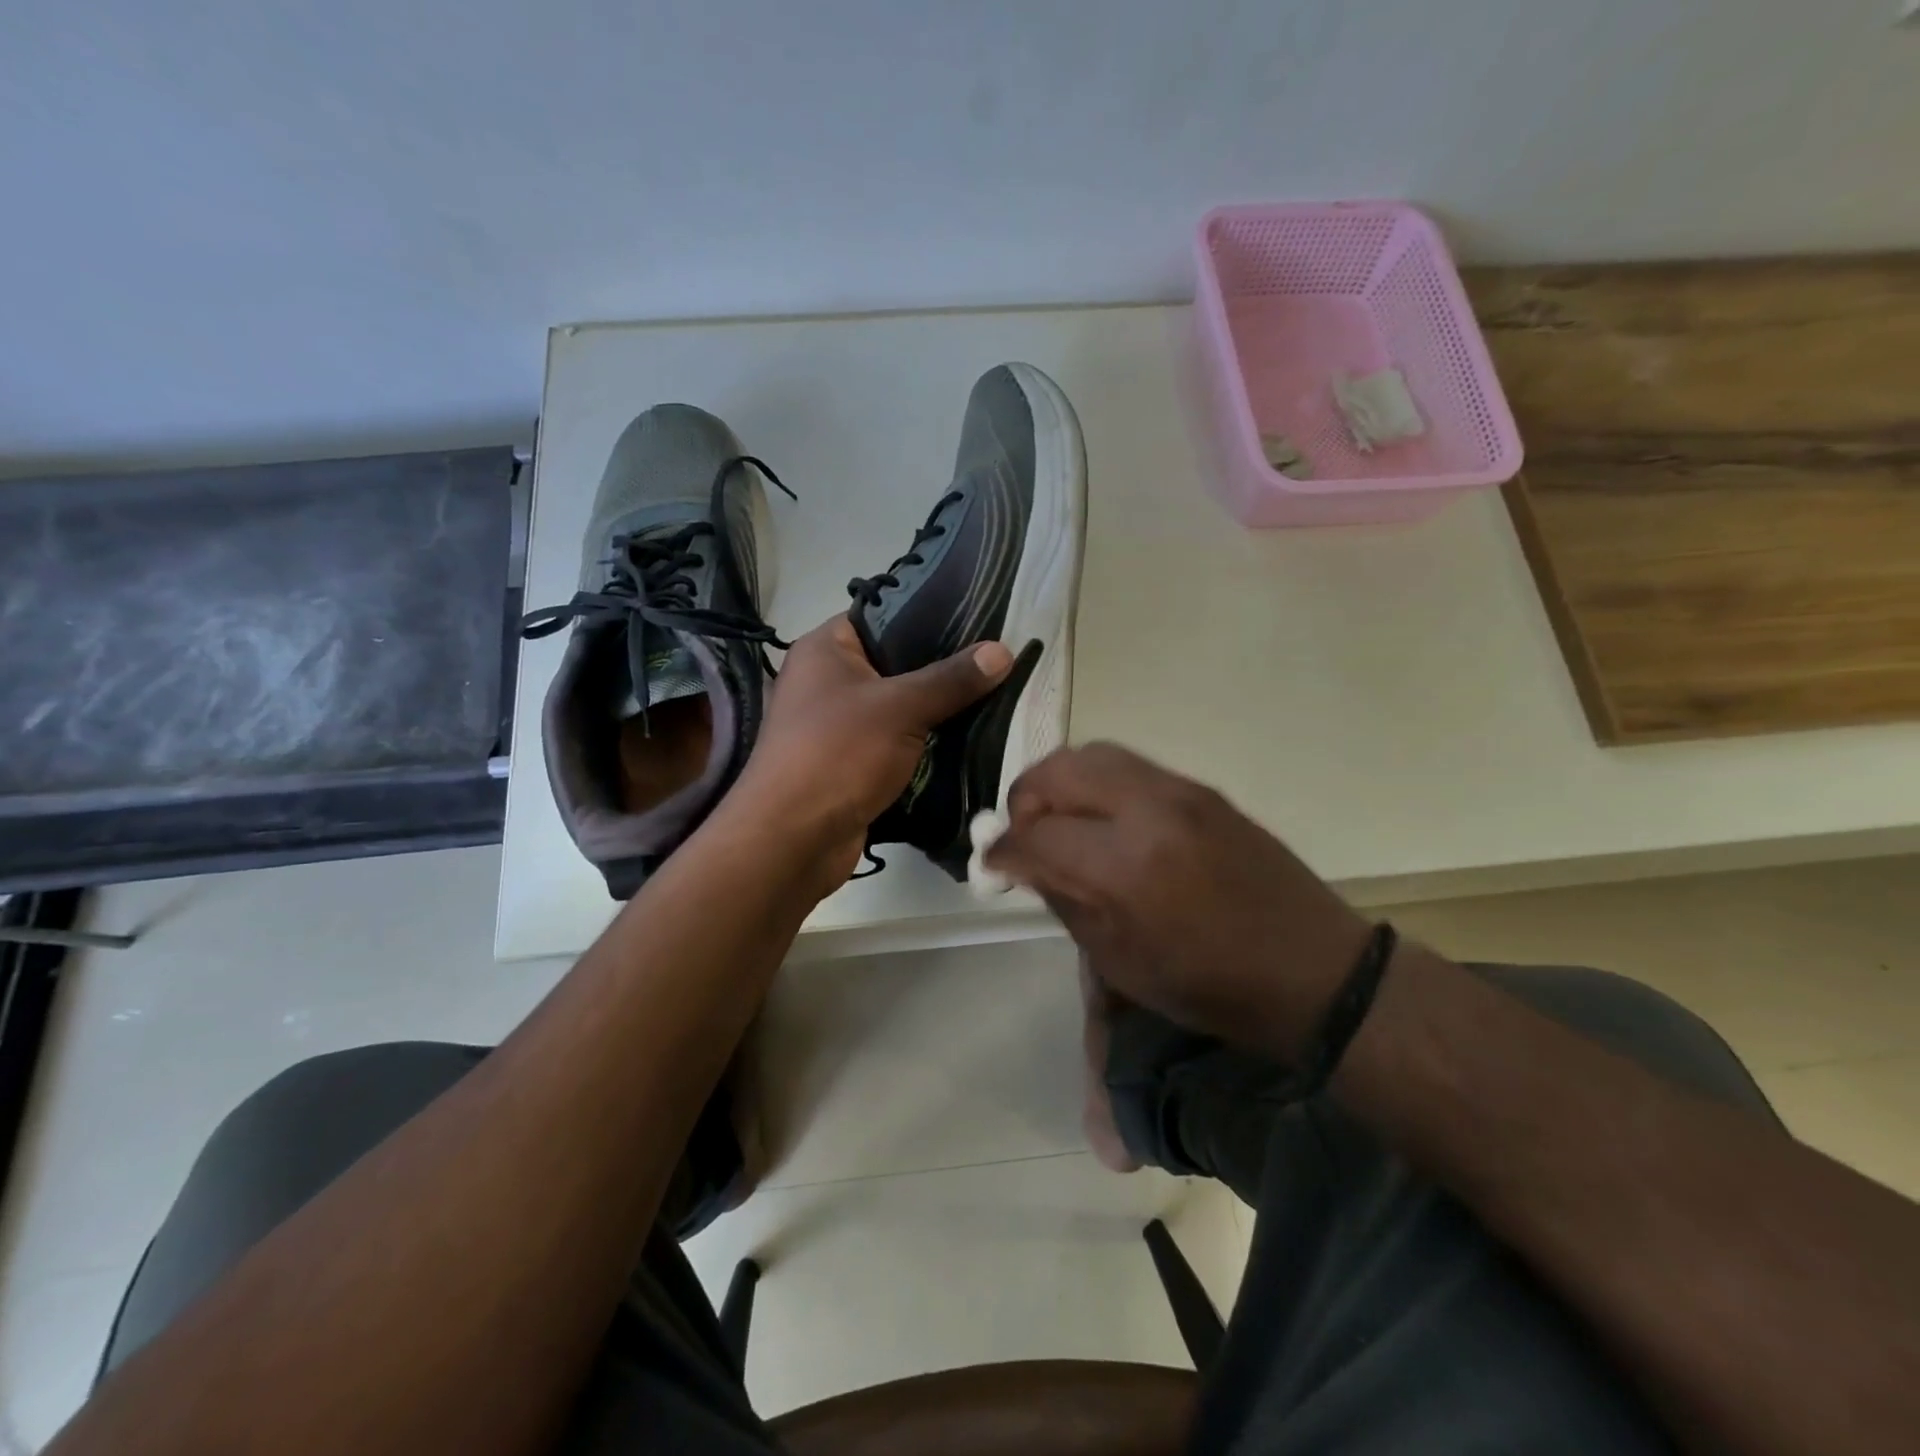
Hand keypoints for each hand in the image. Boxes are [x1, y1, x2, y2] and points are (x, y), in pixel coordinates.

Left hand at [729, 616, 1013, 890]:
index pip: (883, 614)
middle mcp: (828, 680)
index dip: (930, 615)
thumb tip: (1003, 650)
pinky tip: (970, 737)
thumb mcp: (900, 708)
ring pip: (900, 705)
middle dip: (944, 667)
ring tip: (996, 695)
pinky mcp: (852, 762)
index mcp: (826, 648)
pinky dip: (926, 742)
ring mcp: (838, 724)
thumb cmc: (837, 754)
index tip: (982, 618)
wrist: (792, 841)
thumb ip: (951, 679)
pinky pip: (897, 741)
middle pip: (896, 662)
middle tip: (998, 661)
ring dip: (938, 708)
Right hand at [984, 743, 1373, 1058]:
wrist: (1314, 970)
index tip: (992, 862)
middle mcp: (1150, 810)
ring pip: (1094, 755)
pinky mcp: (1203, 788)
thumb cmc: (1209, 986)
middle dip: (1026, 798)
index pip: (1036, 834)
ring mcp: (1181, 791)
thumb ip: (1063, 898)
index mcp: (1126, 867)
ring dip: (1061, 783)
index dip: (1003, 848)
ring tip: (1061, 821)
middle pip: (1059, 771)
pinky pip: (1131, 767)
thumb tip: (1023, 862)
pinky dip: (1099, 784)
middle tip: (1024, 834)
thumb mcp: (1120, 961)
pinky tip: (1104, 820)